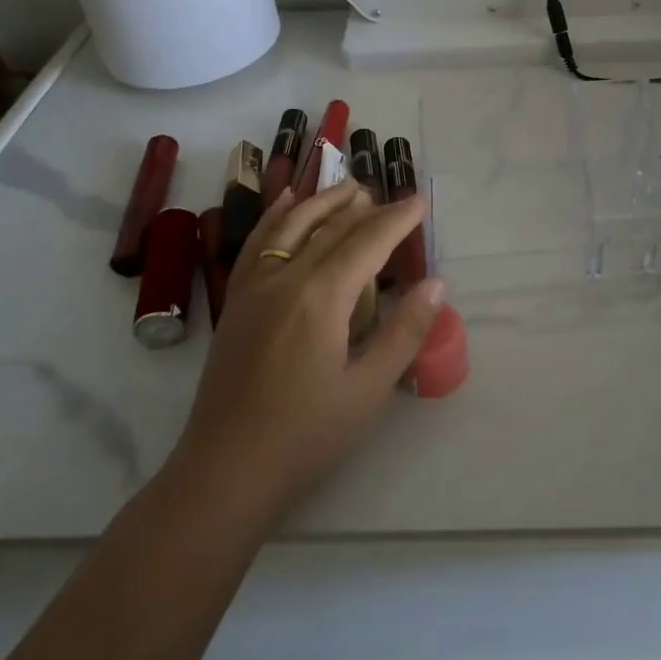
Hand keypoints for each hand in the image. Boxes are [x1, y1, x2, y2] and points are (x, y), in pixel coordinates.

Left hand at [173, 181, 443, 520]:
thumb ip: (404, 331)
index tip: (421, 202)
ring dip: (324, 202)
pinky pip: (257, 243)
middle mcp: (287, 278)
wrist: (224, 472)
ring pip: (293, 226)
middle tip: (395, 197)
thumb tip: (436, 282)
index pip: (368, 242)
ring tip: (349, 187)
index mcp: (322, 297)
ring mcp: (255, 287)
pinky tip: (286, 203)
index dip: (397, 219)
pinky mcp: (237, 302)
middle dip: (368, 208)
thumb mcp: (368, 390)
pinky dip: (275, 217)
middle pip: (333, 229)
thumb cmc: (305, 436)